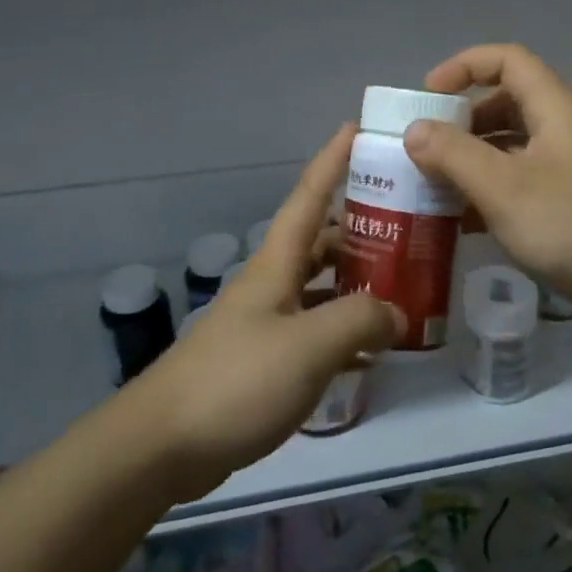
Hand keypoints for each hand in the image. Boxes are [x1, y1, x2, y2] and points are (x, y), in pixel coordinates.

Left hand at [134, 124, 400, 500]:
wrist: (164, 444)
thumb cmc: (238, 380)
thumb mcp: (310, 345)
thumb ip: (361, 320)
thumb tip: (398, 312)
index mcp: (277, 262)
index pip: (309, 195)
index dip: (333, 159)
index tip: (358, 127)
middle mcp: (271, 282)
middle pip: (320, 239)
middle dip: (360, 226)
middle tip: (408, 224)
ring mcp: (265, 322)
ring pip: (318, 285)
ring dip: (355, 281)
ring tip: (402, 283)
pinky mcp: (263, 360)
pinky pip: (313, 330)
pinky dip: (342, 331)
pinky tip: (371, 349)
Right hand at [404, 44, 571, 337]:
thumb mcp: (504, 188)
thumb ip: (454, 155)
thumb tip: (414, 130)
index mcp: (555, 108)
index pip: (506, 60)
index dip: (462, 67)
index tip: (426, 97)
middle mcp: (565, 129)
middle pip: (506, 102)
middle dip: (461, 120)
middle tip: (424, 148)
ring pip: (512, 146)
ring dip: (473, 160)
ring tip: (435, 186)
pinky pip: (523, 181)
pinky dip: (492, 191)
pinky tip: (465, 222)